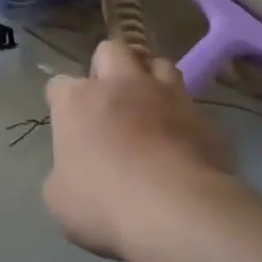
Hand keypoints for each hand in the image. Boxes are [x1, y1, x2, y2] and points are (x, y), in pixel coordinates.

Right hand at [43, 41, 235, 261]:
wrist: (176, 211)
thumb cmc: (104, 203)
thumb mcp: (60, 198)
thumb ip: (64, 172)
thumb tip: (75, 170)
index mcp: (78, 101)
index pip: (59, 84)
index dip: (61, 102)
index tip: (67, 125)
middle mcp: (121, 85)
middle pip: (111, 51)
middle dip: (108, 67)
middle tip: (109, 100)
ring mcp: (166, 96)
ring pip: (159, 64)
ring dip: (152, 80)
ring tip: (151, 108)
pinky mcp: (202, 117)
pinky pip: (190, 104)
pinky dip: (183, 116)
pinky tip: (181, 141)